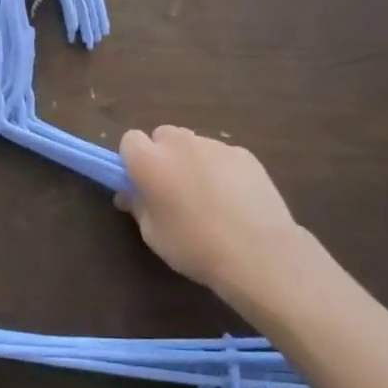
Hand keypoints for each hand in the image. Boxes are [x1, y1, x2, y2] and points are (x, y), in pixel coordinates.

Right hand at [117, 126, 311, 312]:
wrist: (258, 252)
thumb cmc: (194, 247)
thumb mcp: (153, 234)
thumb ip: (138, 206)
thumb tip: (130, 194)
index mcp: (150, 161)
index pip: (130, 140)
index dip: (133, 159)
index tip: (141, 182)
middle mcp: (180, 143)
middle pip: (163, 135)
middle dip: (163, 155)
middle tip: (173, 188)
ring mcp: (215, 145)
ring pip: (194, 144)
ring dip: (192, 161)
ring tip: (208, 196)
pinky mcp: (243, 153)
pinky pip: (222, 155)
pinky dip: (221, 169)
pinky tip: (234, 199)